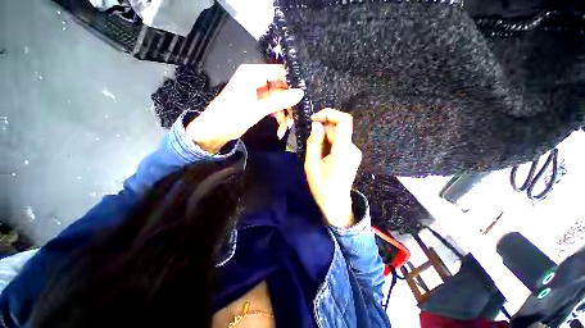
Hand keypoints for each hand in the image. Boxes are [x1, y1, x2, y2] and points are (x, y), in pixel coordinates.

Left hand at [186, 64, 303, 152]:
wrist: (215, 131)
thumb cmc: (233, 116)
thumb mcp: (258, 109)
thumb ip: (280, 101)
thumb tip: (300, 93)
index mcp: (253, 74)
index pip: (279, 72)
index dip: (292, 83)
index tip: (303, 96)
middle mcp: (256, 80)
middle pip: (280, 88)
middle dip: (288, 105)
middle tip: (294, 118)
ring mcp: (258, 93)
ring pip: (278, 100)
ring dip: (284, 114)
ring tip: (285, 128)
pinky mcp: (258, 103)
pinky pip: (273, 107)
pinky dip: (278, 117)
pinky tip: (280, 129)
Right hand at [304, 108, 362, 227]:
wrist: (336, 203)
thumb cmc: (322, 186)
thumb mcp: (311, 165)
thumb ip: (314, 143)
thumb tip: (316, 125)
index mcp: (343, 152)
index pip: (344, 121)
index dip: (329, 114)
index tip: (314, 119)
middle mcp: (353, 149)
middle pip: (339, 128)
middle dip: (323, 130)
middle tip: (312, 144)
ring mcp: (354, 152)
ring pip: (338, 134)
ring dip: (325, 138)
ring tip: (318, 155)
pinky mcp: (352, 154)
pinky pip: (340, 141)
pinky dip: (329, 143)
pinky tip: (324, 156)